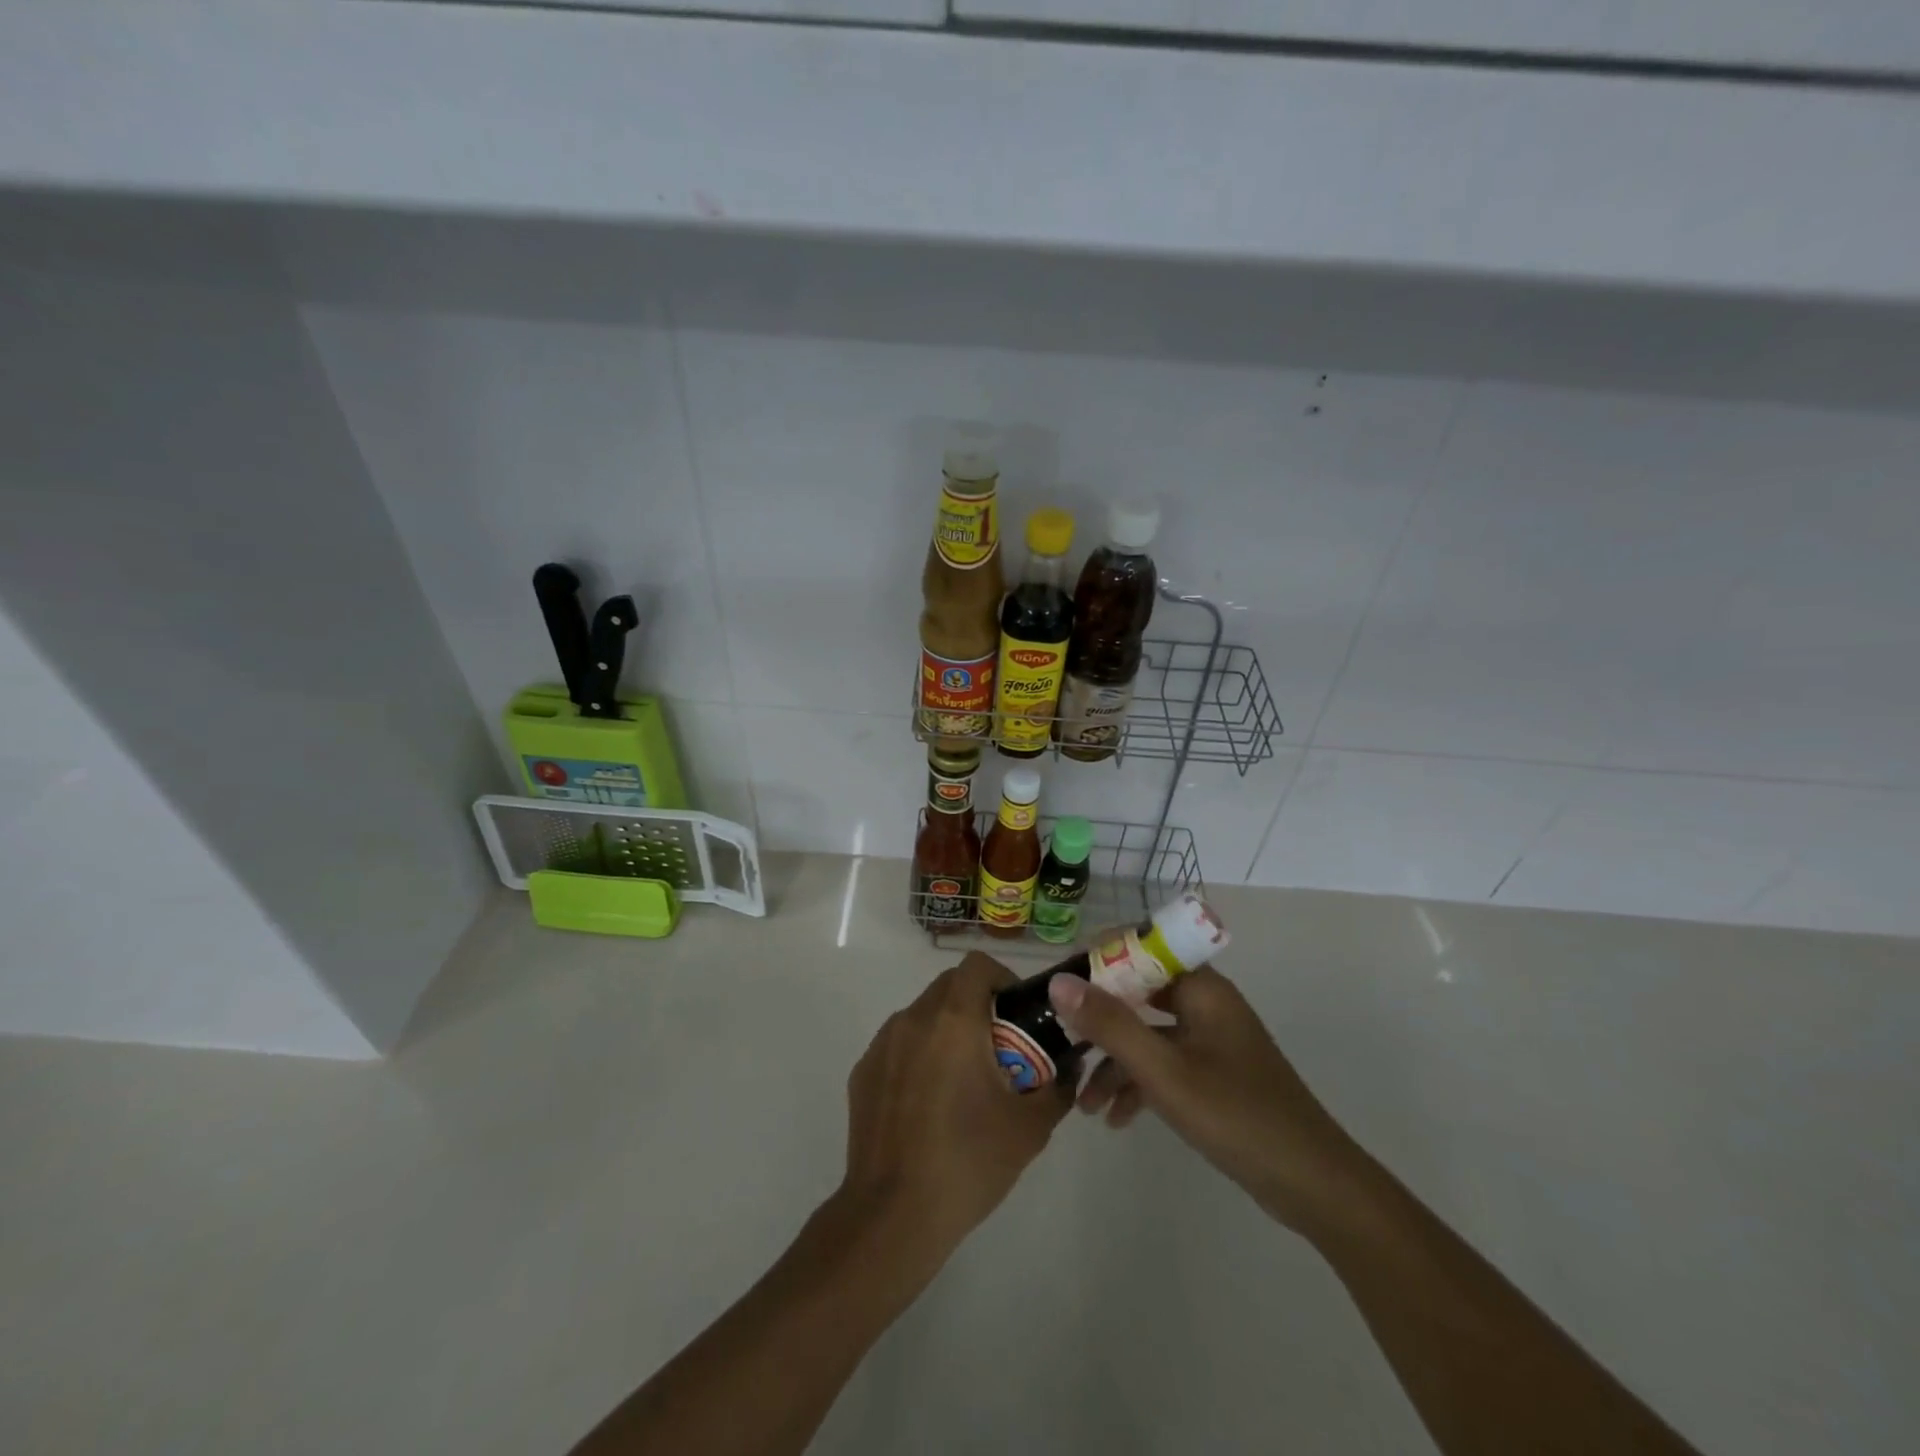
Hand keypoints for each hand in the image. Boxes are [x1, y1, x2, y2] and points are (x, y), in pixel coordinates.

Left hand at [840, 953, 1071, 1260]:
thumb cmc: (968, 1162)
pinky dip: (920, 1055)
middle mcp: (913, 1019)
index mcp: (953, 1020)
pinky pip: (899, 1045)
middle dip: (978, 1005)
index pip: (977, 966)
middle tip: (1000, 1048)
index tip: (1017, 1013)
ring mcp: (882, 1044)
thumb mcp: (1030, 1128)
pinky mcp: (863, 1072)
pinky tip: (929, 1104)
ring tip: (964, 1080)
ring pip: (923, 1015)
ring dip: (947, 1030)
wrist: (892, 1216)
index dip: (1002, 978)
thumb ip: (1059, 1087)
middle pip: (949, 986)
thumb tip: (1070, 1066)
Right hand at [1049, 967, 1358, 1231]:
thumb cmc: (1237, 1116)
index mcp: (1202, 988)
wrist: (1314, 1185)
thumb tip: (1059, 982)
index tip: (1061, 986)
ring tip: (1084, 1103)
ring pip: (1148, 1033)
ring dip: (1114, 1062)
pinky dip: (1138, 1083)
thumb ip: (1110, 1024)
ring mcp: (1211, 1040)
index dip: (1100, 958)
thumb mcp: (1164, 1071)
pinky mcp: (1214, 1074)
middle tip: (1062, 1041)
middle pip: (1139, 992)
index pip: (1141, 946)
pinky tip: (1116, 1118)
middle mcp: (1206, 1004)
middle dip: (1099, 1019)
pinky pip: (1164, 1063)